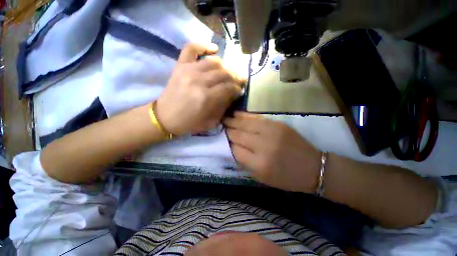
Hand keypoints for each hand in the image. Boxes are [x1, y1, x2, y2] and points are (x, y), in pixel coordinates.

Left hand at [156, 43, 245, 134]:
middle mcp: (198, 81)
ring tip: (229, 72)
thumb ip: (223, 106)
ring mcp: (188, 70)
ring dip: (226, 66)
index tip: (240, 90)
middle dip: (235, 77)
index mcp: (206, 98)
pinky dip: (204, 46)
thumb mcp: (211, 121)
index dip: (237, 88)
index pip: (228, 87)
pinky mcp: (180, 66)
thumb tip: (233, 94)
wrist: (165, 117)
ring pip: (214, 62)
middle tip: (239, 80)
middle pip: (224, 73)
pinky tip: (214, 49)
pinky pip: (192, 48)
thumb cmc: (189, 123)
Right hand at [224, 112, 320, 192]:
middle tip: (219, 127)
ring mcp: (271, 132)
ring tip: (224, 119)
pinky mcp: (277, 124)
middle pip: (238, 135)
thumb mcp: (262, 178)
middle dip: (227, 131)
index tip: (220, 140)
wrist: (313, 167)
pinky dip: (244, 116)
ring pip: (245, 124)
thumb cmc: (286, 178)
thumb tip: (230, 149)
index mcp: (259, 164)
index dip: (226, 144)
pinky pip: (256, 118)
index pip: (234, 150)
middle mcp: (263, 146)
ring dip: (232, 121)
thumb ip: (244, 163)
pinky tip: (236, 114)